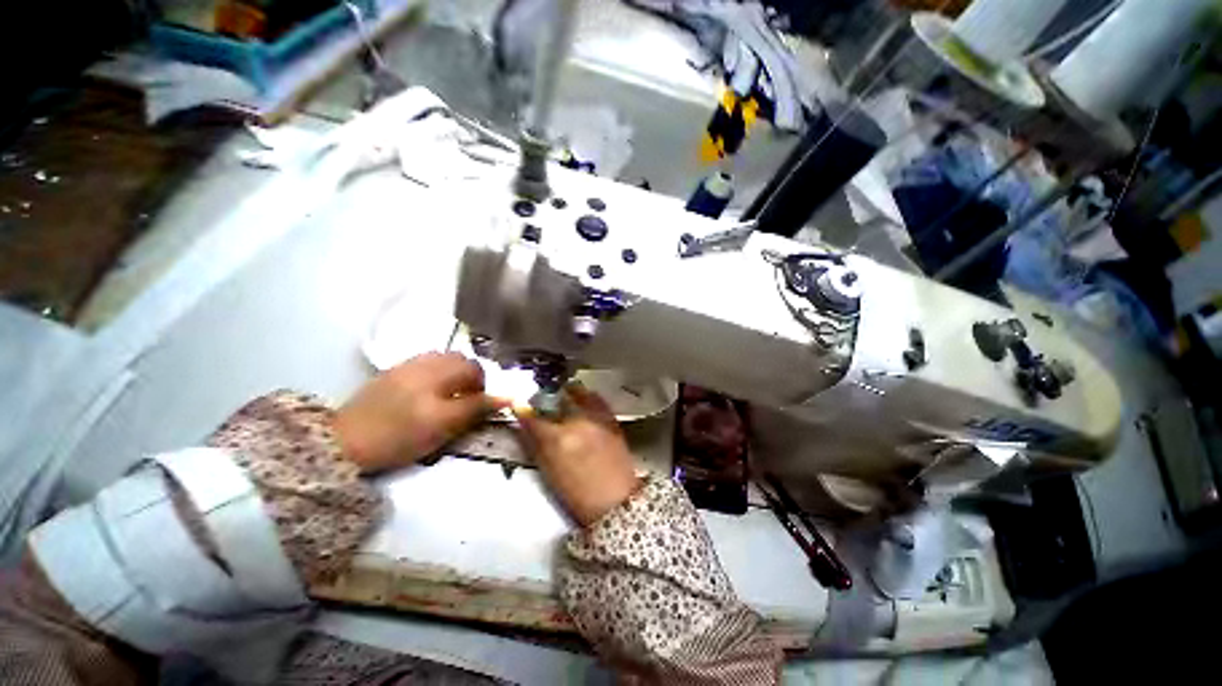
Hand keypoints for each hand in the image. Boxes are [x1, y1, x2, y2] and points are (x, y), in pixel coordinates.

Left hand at [334, 352, 501, 472]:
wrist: (344, 441)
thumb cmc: (398, 437)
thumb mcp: (442, 427)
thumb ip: (475, 409)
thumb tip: (507, 397)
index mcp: (438, 376)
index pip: (475, 372)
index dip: (485, 389)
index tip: (482, 407)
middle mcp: (425, 364)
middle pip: (461, 360)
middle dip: (472, 377)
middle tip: (467, 399)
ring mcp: (407, 365)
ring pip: (445, 358)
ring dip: (456, 372)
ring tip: (450, 393)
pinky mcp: (394, 371)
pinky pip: (427, 362)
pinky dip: (438, 371)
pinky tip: (430, 389)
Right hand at [515, 385, 640, 525]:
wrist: (616, 500)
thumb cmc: (577, 494)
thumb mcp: (549, 472)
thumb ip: (535, 446)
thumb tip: (524, 426)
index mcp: (557, 440)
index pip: (533, 417)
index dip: (523, 409)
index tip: (518, 405)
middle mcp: (577, 422)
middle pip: (556, 398)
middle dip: (546, 397)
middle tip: (541, 400)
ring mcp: (596, 418)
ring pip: (578, 393)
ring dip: (567, 393)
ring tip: (562, 396)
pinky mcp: (611, 419)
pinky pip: (596, 399)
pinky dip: (587, 396)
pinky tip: (583, 400)